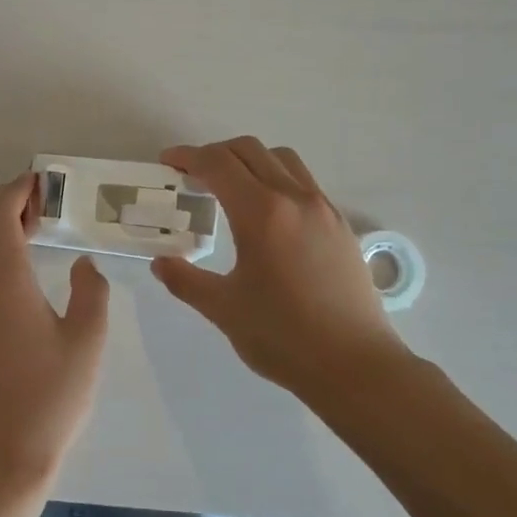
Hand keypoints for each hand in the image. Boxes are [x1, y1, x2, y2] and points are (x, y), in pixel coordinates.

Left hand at [0, 173, 110, 488]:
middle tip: (39, 205)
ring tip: (22, 231)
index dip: (17, 190)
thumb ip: (91, 291)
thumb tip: (82, 263)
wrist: (2, 454)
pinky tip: (7, 266)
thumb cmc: (51, 398)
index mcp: (4, 281)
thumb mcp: (88, 341)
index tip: (41, 182)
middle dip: (2, 200)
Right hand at [152, 138, 407, 397]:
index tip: (168, 162)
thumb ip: (185, 281)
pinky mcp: (340, 226)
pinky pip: (303, 182)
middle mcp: (295, 198)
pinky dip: (276, 179)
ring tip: (230, 187)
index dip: (188, 157)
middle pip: (250, 150)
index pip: (218, 164)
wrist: (355, 365)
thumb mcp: (223, 309)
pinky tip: (266, 214)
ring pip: (282, 160)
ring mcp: (323, 209)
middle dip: (215, 153)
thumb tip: (161, 263)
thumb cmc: (283, 337)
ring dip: (249, 161)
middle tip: (192, 175)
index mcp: (262, 213)